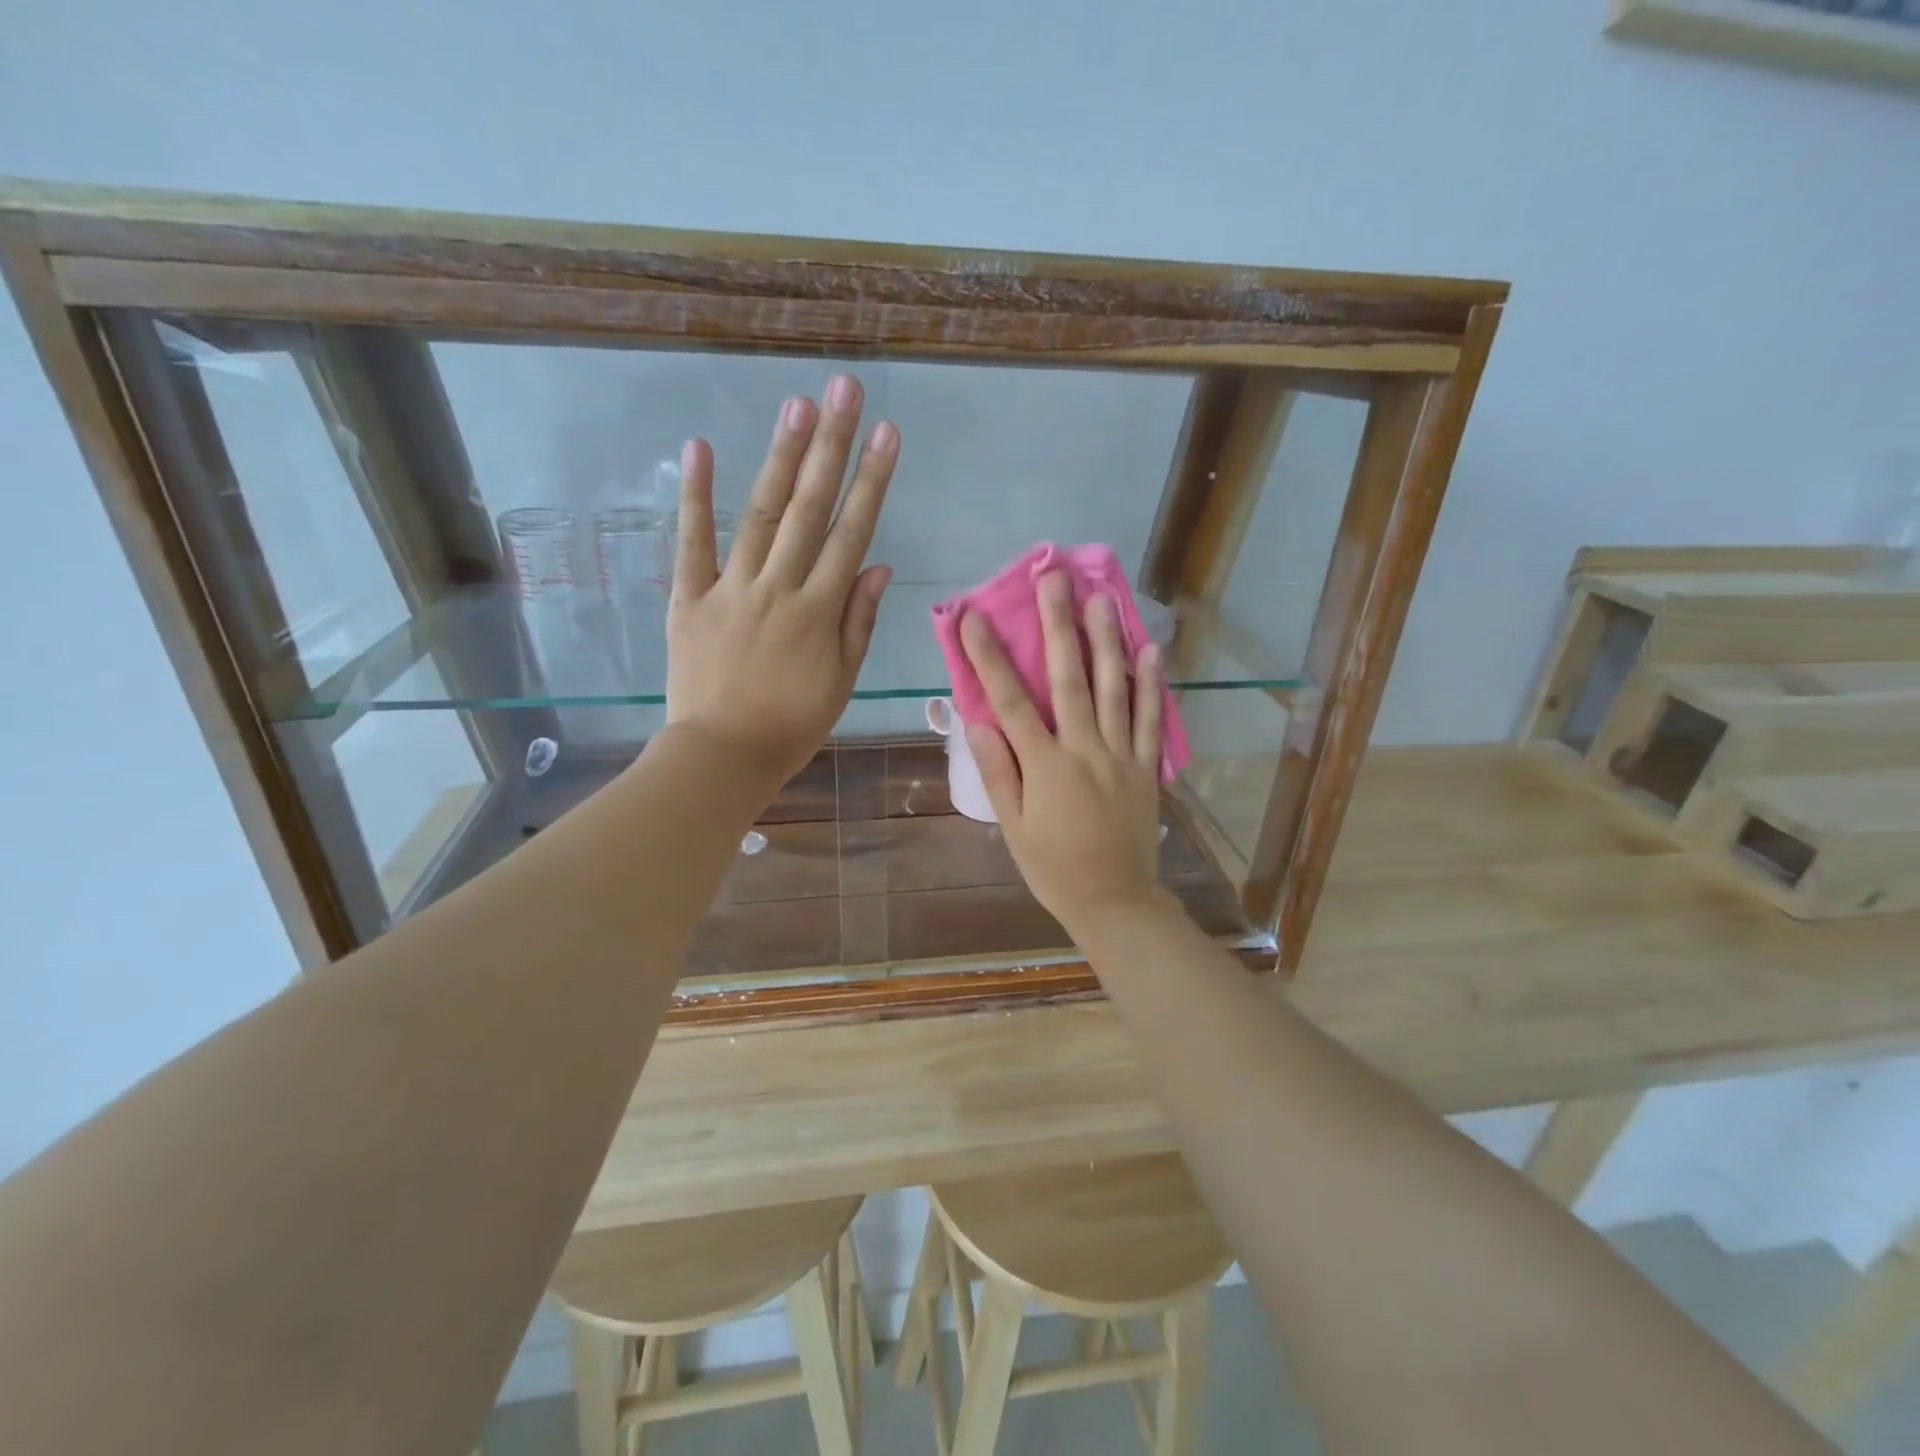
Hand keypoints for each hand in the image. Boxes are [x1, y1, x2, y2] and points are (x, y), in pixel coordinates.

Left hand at [665, 375, 896, 785]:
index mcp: (819, 611)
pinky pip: (692, 542)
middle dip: (830, 446)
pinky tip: (699, 448)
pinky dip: (694, 496)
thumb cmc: (792, 724)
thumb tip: (877, 566)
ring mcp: (731, 588)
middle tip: (843, 389)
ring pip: (761, 514)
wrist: (724, 755)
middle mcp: (779, 588)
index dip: (871, 481)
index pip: (852, 533)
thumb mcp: (842, 681)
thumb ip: (858, 621)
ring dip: (780, 458)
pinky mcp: (688, 597)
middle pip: (810, 509)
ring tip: (797, 405)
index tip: (886, 433)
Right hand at [960, 571, 1172, 933]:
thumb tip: (979, 721)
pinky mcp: (1146, 766)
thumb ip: (998, 771)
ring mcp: (1120, 754)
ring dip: (1107, 640)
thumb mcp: (1012, 826)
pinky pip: (1149, 719)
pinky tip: (1151, 649)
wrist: (1114, 900)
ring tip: (1103, 597)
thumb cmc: (1053, 866)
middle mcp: (1084, 748)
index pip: (1010, 700)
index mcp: (1044, 764)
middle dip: (1058, 624)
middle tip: (1054, 578)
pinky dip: (1151, 683)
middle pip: (1069, 678)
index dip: (990, 656)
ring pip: (1114, 688)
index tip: (974, 616)